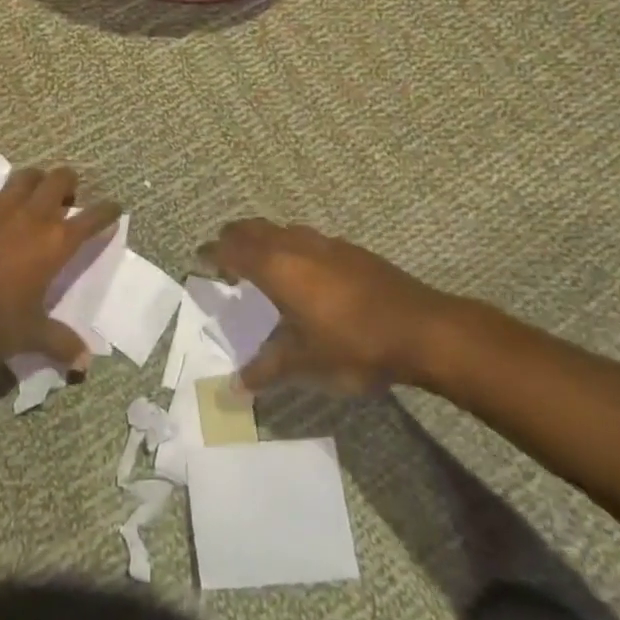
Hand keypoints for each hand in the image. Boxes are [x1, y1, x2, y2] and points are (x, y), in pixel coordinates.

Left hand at [0, 166, 121, 367]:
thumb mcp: (31, 335)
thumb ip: (60, 343)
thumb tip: (85, 364)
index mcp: (56, 242)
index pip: (92, 218)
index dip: (107, 211)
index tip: (114, 208)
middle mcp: (32, 216)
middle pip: (59, 180)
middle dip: (68, 182)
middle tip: (67, 195)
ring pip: (23, 177)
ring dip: (32, 181)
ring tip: (31, 192)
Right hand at [205, 219, 450, 393]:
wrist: (420, 329)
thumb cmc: (352, 345)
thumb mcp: (304, 363)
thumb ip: (265, 370)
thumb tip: (233, 390)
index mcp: (277, 267)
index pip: (232, 249)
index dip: (213, 252)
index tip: (199, 258)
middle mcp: (296, 246)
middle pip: (253, 229)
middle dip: (234, 238)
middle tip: (224, 257)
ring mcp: (326, 244)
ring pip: (282, 230)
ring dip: (264, 240)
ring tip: (260, 264)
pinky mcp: (350, 250)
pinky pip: (306, 239)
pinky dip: (290, 247)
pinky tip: (304, 273)